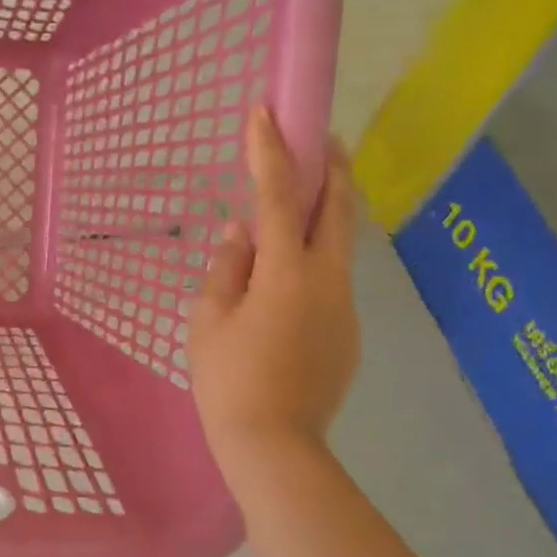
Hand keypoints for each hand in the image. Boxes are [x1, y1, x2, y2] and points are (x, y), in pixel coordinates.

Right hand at [189, 107, 359, 471]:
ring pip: (339, 245)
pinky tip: (288, 282)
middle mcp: (327, 280)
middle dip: (331, 167)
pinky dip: (314, 261)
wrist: (274, 445)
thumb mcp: (208, 320)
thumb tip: (241, 233)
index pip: (279, 196)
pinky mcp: (348, 332)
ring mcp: (344, 307)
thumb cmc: (228, 379)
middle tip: (322, 138)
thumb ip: (225, 269)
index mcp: (286, 273)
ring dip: (325, 214)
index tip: (266, 111)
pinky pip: (331, 281)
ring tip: (299, 206)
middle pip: (338, 209)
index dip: (271, 151)